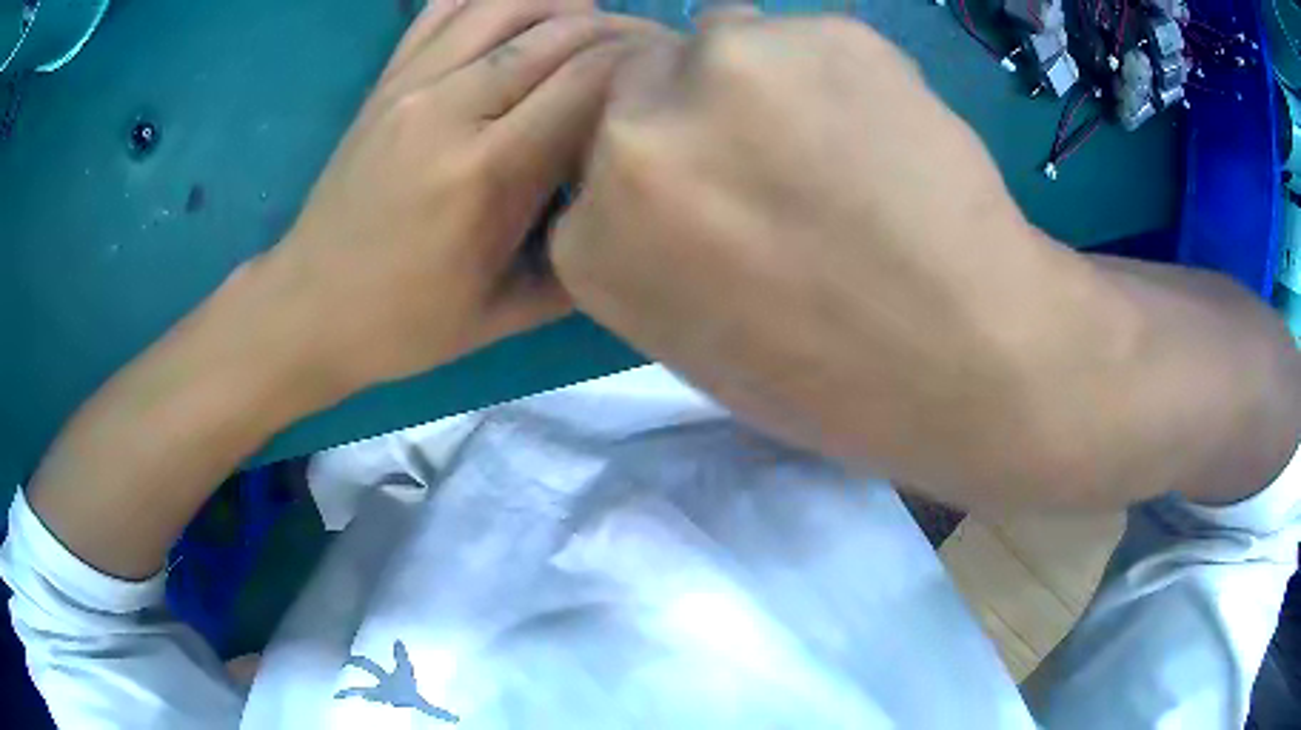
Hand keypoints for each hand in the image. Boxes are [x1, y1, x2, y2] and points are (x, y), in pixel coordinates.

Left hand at [268, 0, 667, 389]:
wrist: (308, 307)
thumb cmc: (404, 324)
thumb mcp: (505, 314)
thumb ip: (578, 258)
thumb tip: (629, 207)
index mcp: (487, 173)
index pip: (589, 80)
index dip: (644, 64)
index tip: (674, 77)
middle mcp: (449, 108)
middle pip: (559, 32)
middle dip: (621, 31)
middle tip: (655, 50)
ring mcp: (411, 84)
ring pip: (507, 3)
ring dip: (566, 4)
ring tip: (596, 26)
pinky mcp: (386, 79)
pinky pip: (444, 7)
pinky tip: (525, 9)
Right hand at [552, 14, 1118, 505]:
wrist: (970, 360)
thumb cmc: (836, 382)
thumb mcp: (699, 337)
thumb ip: (655, 243)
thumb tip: (673, 170)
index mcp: (593, 238)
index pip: (598, 162)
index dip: (662, 165)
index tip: (709, 185)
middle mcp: (631, 139)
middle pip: (644, 81)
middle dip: (695, 109)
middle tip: (775, 155)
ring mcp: (724, 70)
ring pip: (727, 39)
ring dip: (766, 78)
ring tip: (840, 144)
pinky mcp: (822, 33)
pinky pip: (811, 37)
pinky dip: (839, 70)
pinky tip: (888, 131)